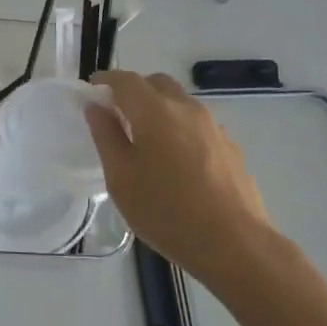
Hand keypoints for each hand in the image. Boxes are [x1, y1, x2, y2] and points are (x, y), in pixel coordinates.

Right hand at [85, 70, 291, 282]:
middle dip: (135, 90)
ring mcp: (213, 127)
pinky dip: (179, 128)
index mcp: (156, 112)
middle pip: (158, 84)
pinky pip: (197, 125)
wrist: (234, 244)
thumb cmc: (166, 211)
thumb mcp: (121, 178)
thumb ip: (106, 136)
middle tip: (117, 113)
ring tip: (146, 140)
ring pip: (180, 103)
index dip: (106, 80)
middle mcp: (187, 109)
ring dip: (159, 108)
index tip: (92, 88)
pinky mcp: (230, 147)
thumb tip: (96, 107)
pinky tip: (176, 162)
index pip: (126, 80)